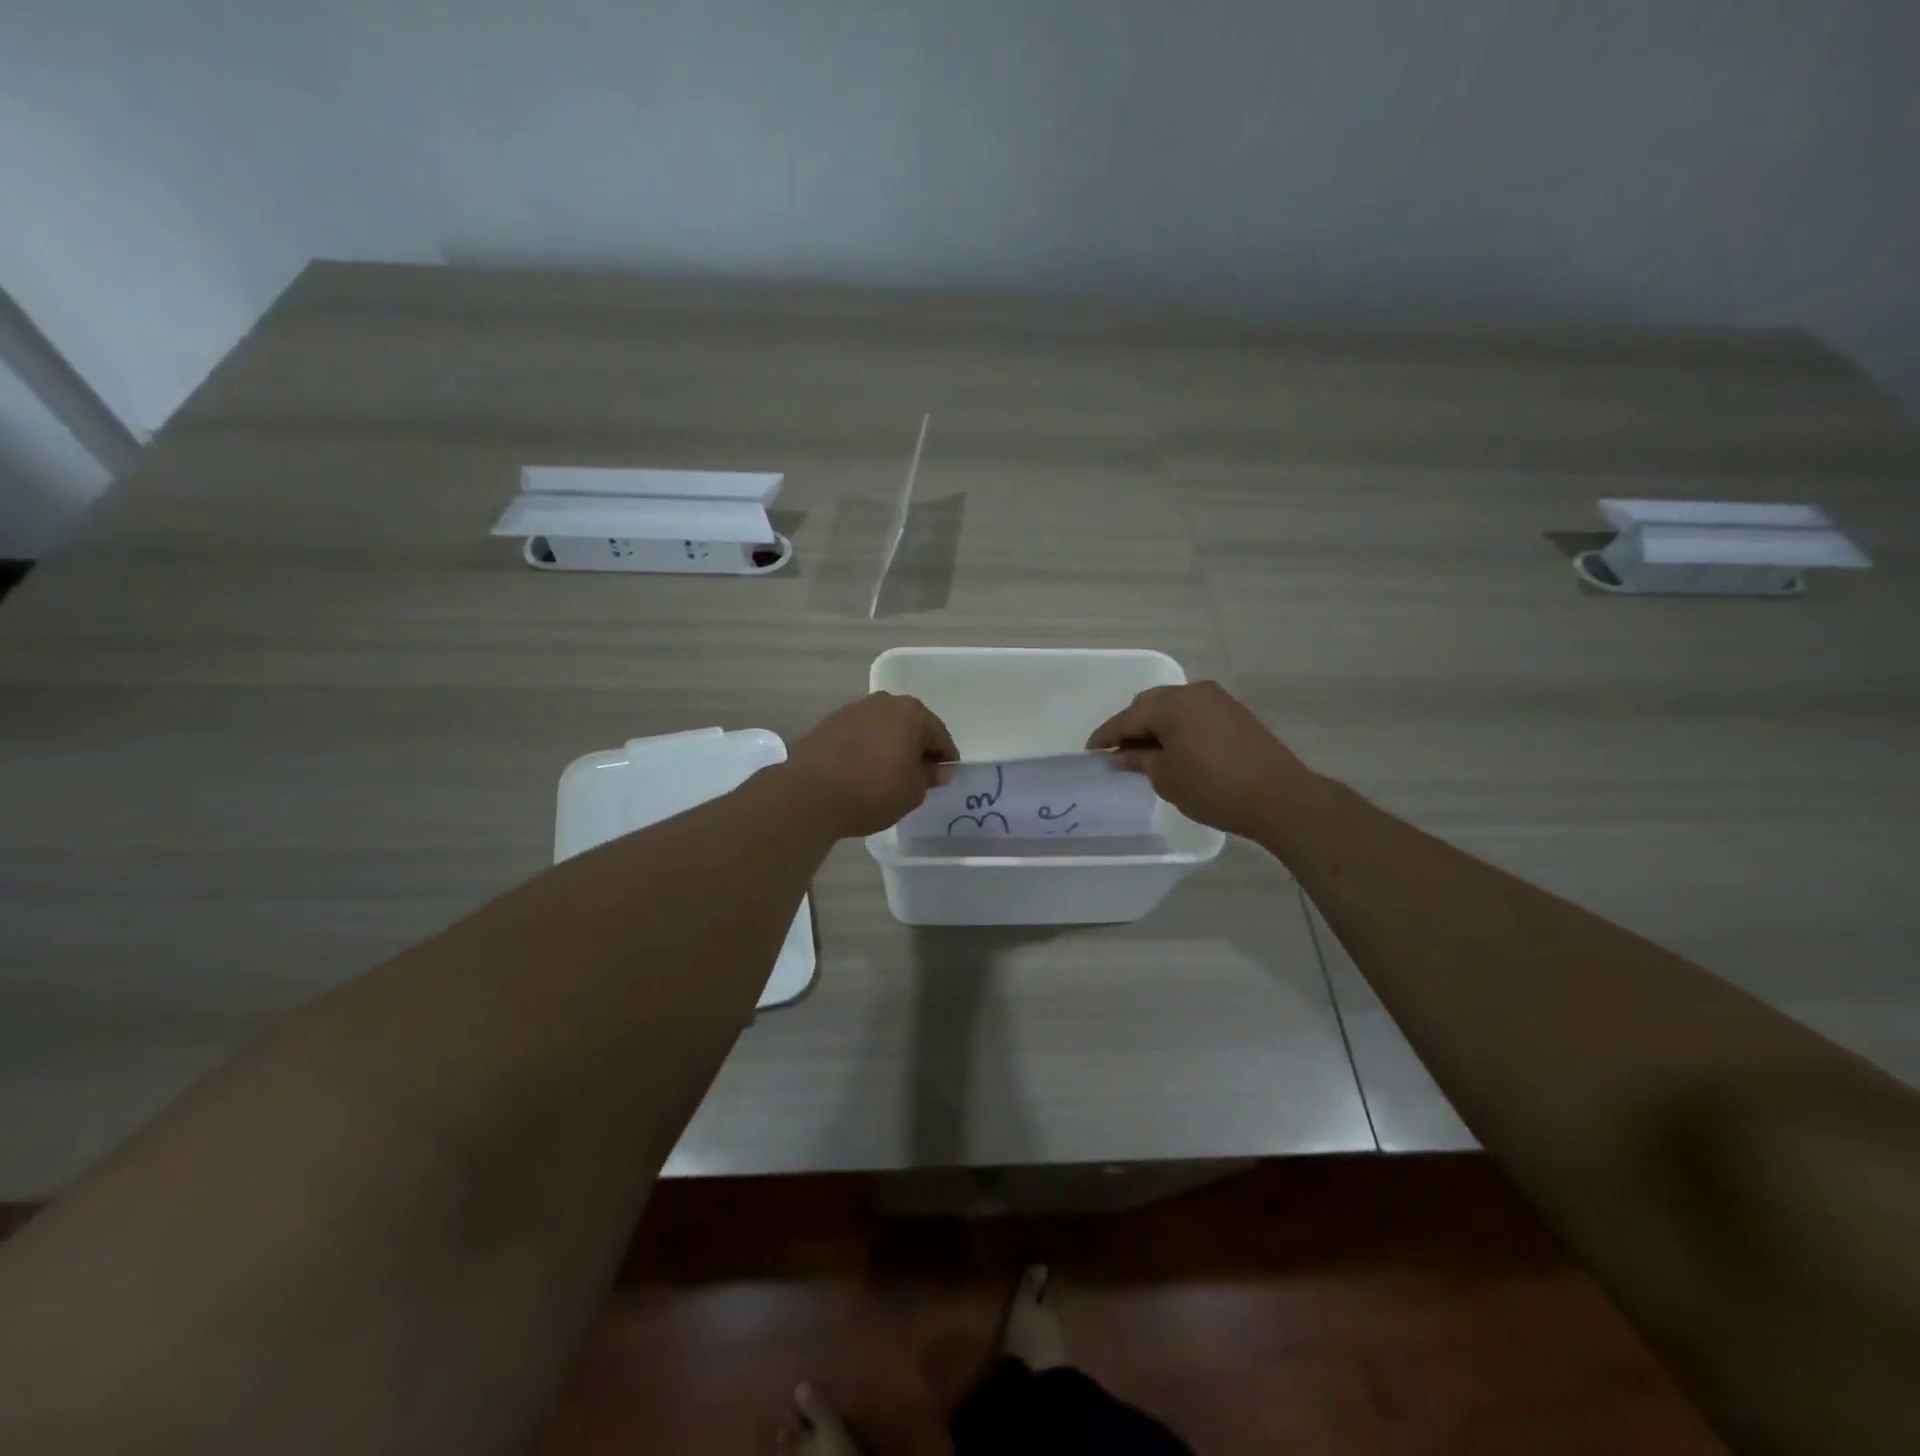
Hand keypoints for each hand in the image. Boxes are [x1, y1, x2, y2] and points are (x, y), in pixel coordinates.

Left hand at [783, 692, 958, 838]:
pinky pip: (859, 735)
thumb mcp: (912, 792)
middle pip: (910, 726)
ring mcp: (853, 710)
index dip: (945, 760)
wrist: (810, 794)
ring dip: (889, 746)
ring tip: (887, 775)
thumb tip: (937, 771)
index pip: (939, 737)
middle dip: (916, 748)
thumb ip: (929, 777)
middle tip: (917, 777)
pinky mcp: (829, 723)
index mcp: (912, 713)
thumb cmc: (873, 791)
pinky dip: (866, 748)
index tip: (944, 779)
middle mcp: (883, 702)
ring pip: (883, 728)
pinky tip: (862, 771)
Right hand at [1086, 681, 1315, 839]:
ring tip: (1146, 753)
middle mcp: (1192, 692)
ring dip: (1156, 725)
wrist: (1279, 797)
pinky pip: (1194, 713)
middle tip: (1118, 753)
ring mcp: (1217, 700)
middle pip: (1150, 704)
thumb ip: (1138, 760)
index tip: (1090, 752)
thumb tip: (1119, 755)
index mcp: (1170, 705)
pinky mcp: (1235, 713)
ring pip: (1174, 707)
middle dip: (1131, 726)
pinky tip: (1175, 749)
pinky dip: (1178, 727)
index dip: (1106, 736)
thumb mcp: (1166, 777)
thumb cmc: (1212, 788)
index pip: (1127, 718)